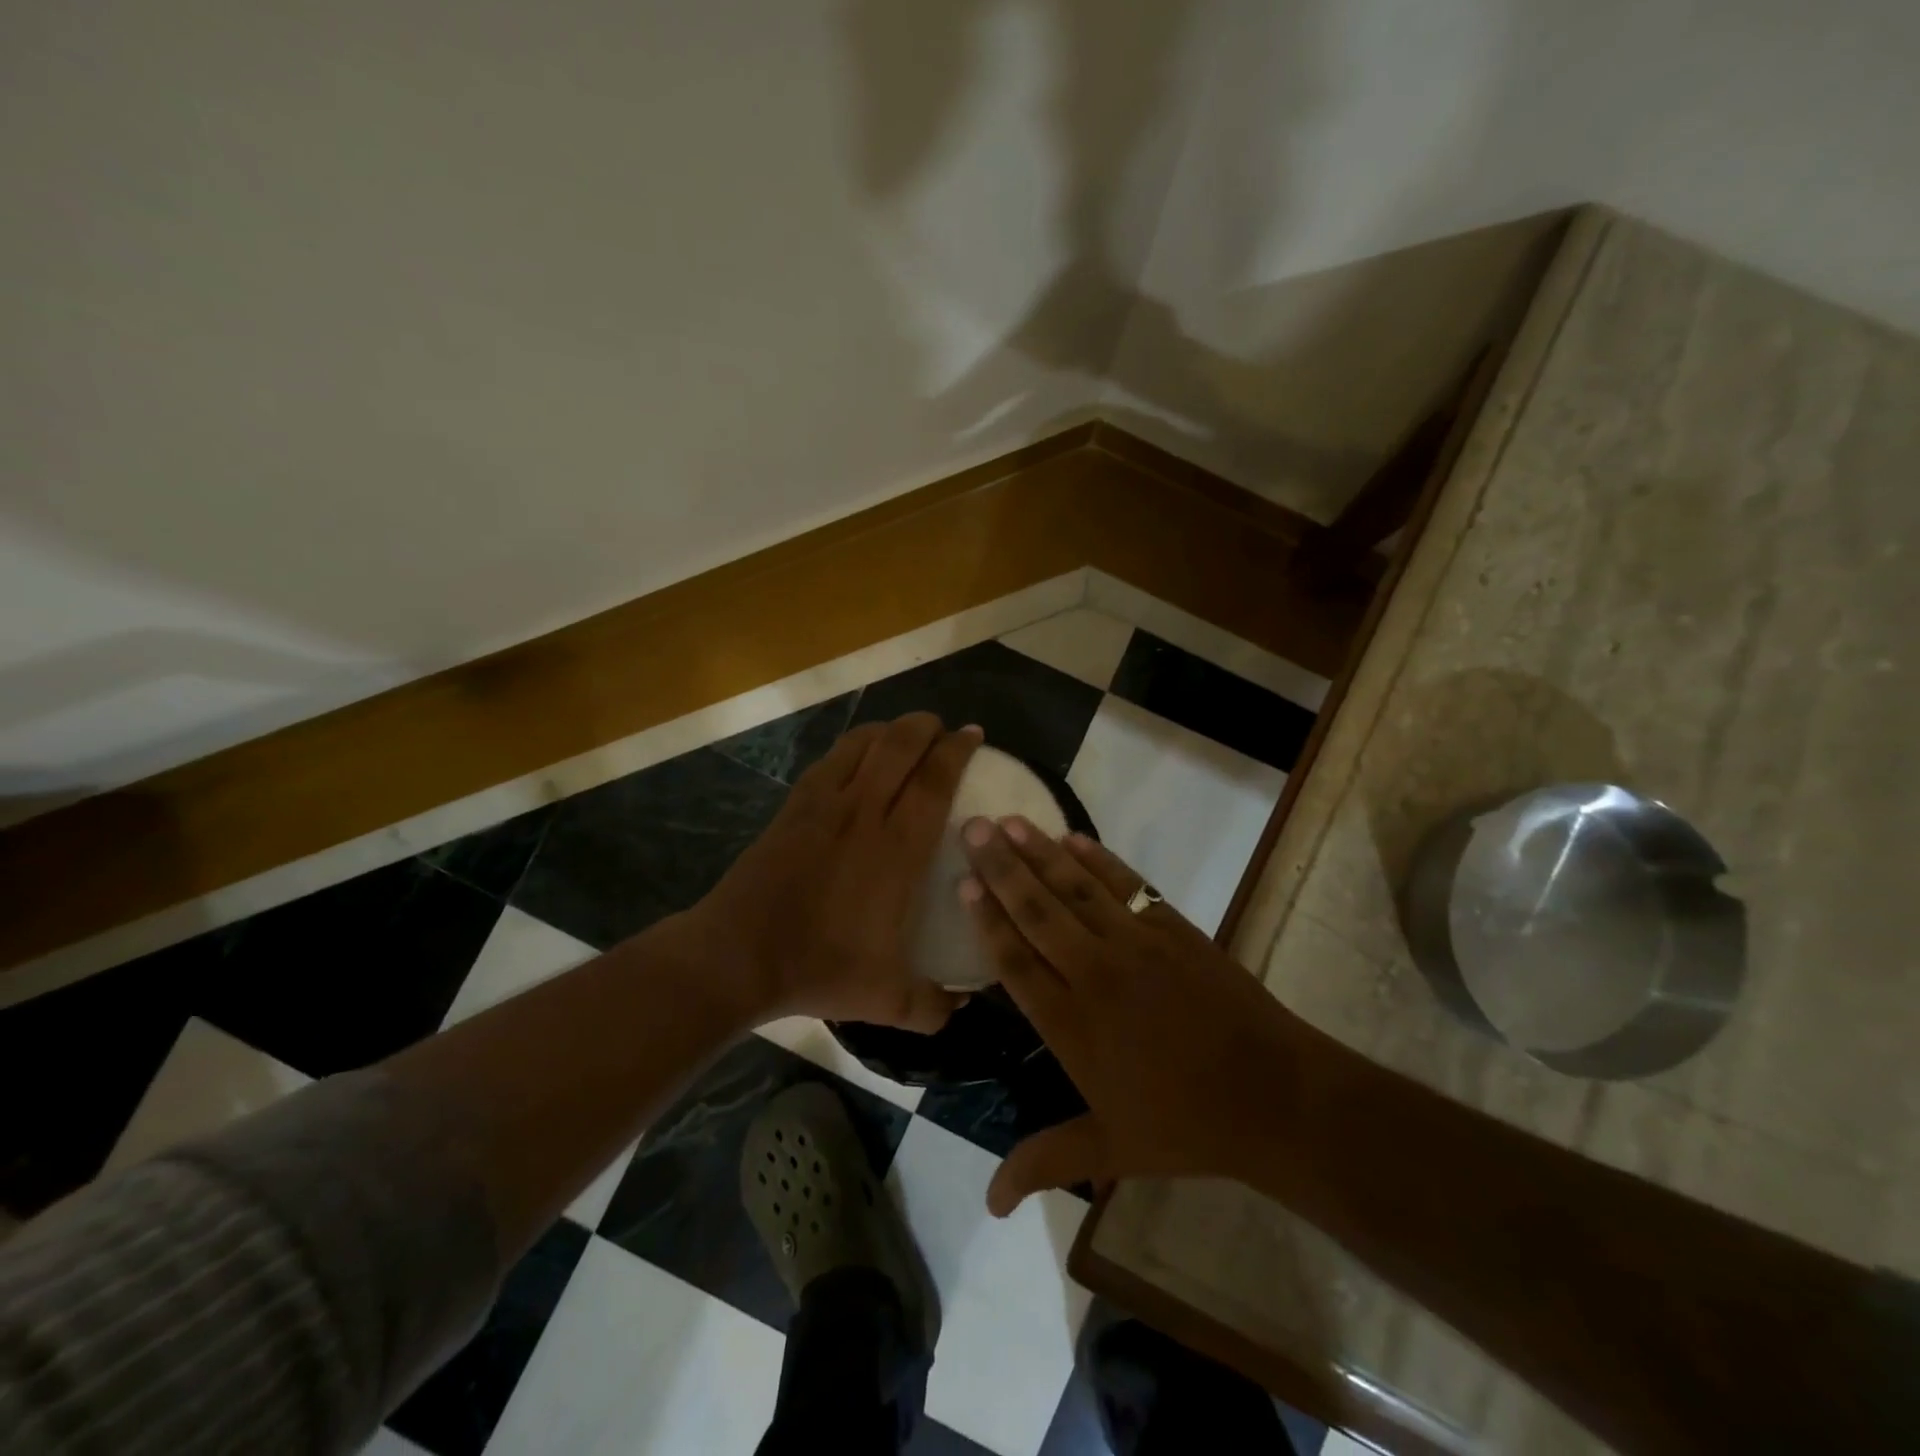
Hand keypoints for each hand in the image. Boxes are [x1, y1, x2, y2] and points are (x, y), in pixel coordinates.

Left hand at [681, 713, 980, 1032]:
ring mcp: (825, 804)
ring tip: (906, 734)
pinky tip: (860, 756)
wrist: (738, 955)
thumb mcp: (887, 999)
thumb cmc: (818, 968)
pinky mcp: (795, 805)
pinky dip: (855, 745)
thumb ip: (933, 1005)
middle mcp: (864, 812)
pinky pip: (832, 759)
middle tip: (944, 730)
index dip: (958, 750)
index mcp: (897, 849)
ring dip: (891, 729)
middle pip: (901, 745)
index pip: (935, 780)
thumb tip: (962, 1006)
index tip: (973, 735)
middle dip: (927, 726)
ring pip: (864, 743)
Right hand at [959, 817, 1322, 1214]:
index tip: (963, 881)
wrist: (1275, 1097)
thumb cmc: (1185, 1125)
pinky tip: (1072, 838)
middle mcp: (1094, 973)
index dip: (987, 919)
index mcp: (1071, 1024)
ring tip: (1009, 820)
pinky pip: (1126, 884)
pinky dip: (1098, 859)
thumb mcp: (1110, 1150)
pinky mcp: (1173, 928)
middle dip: (1001, 867)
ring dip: (1040, 852)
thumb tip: (986, 1206)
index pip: (1015, 960)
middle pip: (1037, 911)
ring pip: (1076, 888)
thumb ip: (1044, 1162)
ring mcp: (1136, 944)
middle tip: (970, 827)